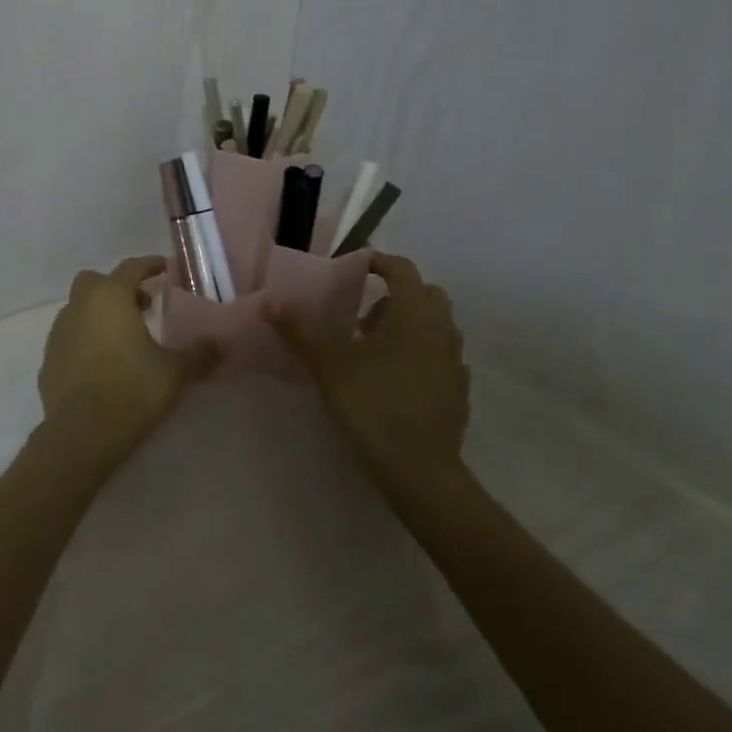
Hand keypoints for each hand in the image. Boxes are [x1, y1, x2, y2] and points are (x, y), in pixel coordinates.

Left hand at [35, 256, 220, 473]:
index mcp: (110, 298)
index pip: (130, 267)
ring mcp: (58, 332)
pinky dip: (84, 340)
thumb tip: (220, 343)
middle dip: (118, 287)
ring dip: (99, 314)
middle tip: (142, 307)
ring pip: (78, 308)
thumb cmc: (132, 392)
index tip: (165, 268)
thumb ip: (199, 353)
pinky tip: (101, 364)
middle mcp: (79, 306)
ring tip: (123, 338)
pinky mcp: (48, 359)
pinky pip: (69, 338)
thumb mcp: (175, 372)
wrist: (81, 435)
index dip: (150, 265)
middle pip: (96, 281)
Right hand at [270, 254, 469, 485]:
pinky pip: (441, 356)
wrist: (420, 469)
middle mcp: (441, 329)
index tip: (355, 267)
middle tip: (363, 313)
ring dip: (409, 324)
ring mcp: (455, 361)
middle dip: (396, 294)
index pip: (402, 269)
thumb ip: (301, 329)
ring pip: (436, 326)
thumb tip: (272, 301)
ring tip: (374, 347)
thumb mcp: (328, 364)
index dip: (378, 261)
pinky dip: (421, 353)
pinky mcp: (459, 390)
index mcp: (413, 313)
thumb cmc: (373, 404)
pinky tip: (395, 377)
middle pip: (425, 294)